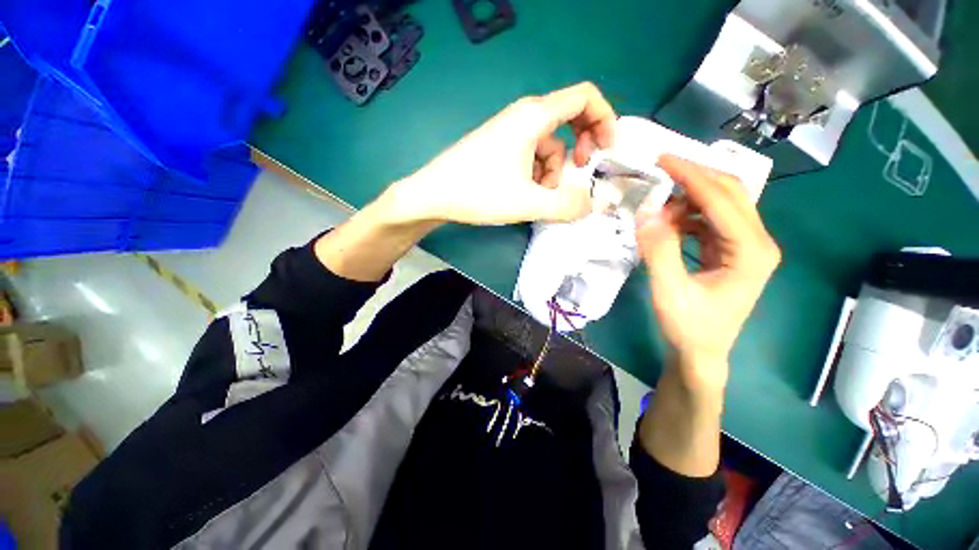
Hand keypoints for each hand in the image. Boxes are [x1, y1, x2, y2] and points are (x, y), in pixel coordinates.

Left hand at [385, 82, 615, 224]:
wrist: (433, 195)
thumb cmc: (479, 192)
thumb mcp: (528, 202)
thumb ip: (566, 205)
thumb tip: (592, 204)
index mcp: (534, 116)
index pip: (584, 97)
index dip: (605, 118)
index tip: (607, 149)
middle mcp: (523, 117)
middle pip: (568, 121)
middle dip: (579, 148)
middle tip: (578, 172)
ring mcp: (509, 133)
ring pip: (548, 146)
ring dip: (552, 171)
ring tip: (538, 196)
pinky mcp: (499, 148)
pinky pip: (530, 156)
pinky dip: (536, 174)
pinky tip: (523, 194)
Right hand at [636, 155, 780, 392]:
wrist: (701, 352)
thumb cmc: (689, 326)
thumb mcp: (669, 291)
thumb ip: (659, 250)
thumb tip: (646, 212)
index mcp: (751, 251)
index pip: (722, 199)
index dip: (692, 175)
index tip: (662, 159)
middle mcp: (757, 242)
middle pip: (731, 192)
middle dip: (695, 176)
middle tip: (661, 168)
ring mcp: (746, 246)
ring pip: (722, 204)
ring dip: (689, 197)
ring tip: (659, 205)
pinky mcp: (732, 251)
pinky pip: (711, 221)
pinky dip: (688, 215)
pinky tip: (669, 223)